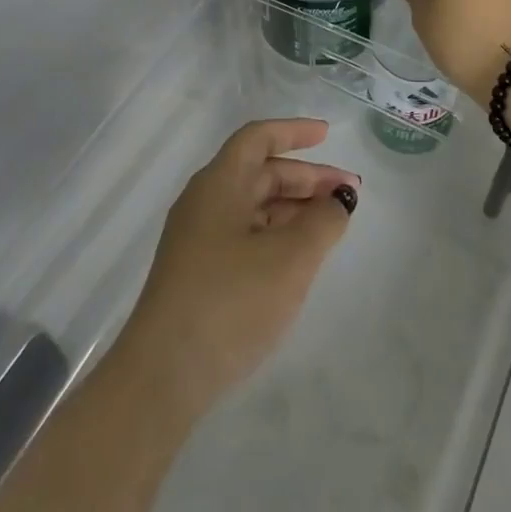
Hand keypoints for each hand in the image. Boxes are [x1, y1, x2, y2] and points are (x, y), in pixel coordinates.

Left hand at [113, 119, 357, 421]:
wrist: (162, 380)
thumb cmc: (230, 302)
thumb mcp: (291, 258)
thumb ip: (323, 221)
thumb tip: (339, 199)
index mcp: (219, 184)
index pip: (257, 139)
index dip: (293, 131)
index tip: (327, 134)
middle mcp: (204, 203)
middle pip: (260, 173)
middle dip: (306, 178)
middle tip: (347, 194)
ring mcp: (197, 240)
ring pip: (254, 206)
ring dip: (294, 208)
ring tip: (331, 225)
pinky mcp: (197, 275)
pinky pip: (244, 235)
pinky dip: (277, 234)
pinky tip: (298, 257)